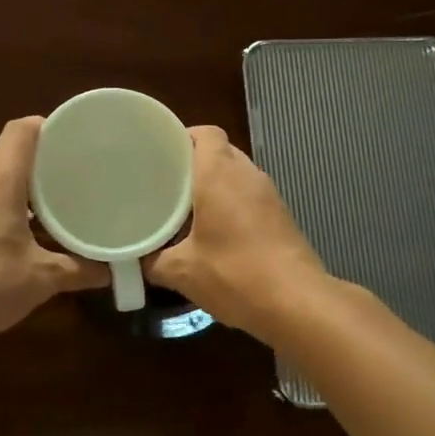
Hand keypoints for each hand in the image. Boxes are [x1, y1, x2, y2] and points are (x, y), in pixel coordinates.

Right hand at [144, 125, 334, 337]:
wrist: (297, 302)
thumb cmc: (234, 274)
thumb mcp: (182, 272)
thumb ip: (153, 260)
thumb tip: (137, 259)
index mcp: (219, 174)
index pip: (205, 133)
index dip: (183, 136)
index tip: (162, 152)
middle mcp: (247, 175)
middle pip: (221, 151)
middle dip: (195, 162)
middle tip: (167, 181)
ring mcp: (269, 194)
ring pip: (237, 174)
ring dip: (216, 183)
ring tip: (187, 205)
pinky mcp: (281, 215)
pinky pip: (251, 195)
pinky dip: (233, 202)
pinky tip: (216, 229)